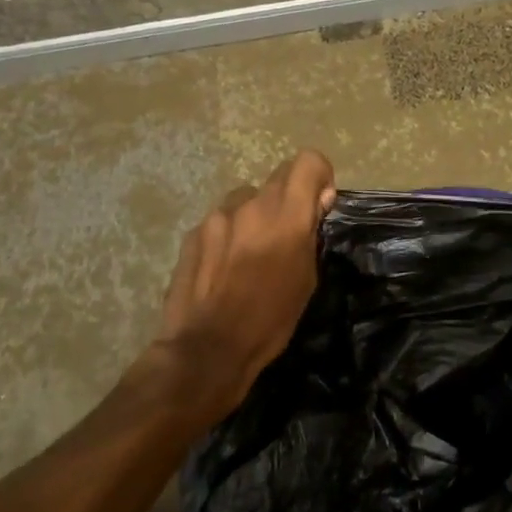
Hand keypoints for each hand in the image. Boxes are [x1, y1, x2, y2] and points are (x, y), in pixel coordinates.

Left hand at [140, 148, 336, 429]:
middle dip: (289, 198)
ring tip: (252, 252)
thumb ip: (310, 232)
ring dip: (256, 214)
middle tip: (288, 233)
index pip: (307, 161)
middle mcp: (251, 205)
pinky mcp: (193, 233)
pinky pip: (221, 220)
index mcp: (286, 216)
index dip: (318, 176)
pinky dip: (230, 233)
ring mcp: (217, 217)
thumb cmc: (269, 321)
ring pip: (247, 198)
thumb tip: (319, 199)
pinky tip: (225, 267)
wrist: (207, 350)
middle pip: (278, 177)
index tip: (318, 204)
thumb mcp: (306, 279)